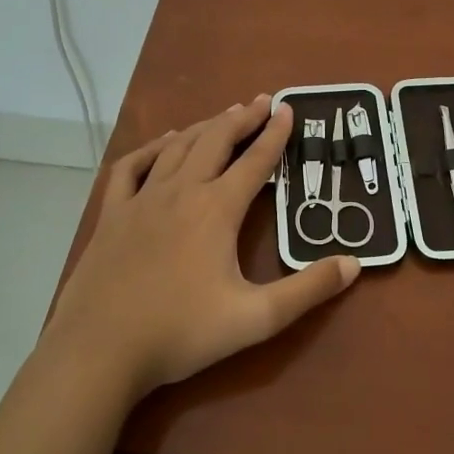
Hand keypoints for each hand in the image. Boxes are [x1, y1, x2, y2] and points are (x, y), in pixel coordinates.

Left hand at [45, 96, 360, 396]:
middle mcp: (181, 192)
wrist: (100, 350)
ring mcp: (141, 200)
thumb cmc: (182, 333)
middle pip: (215, 141)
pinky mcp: (112, 215)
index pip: (254, 162)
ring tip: (223, 116)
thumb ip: (308, 290)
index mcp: (216, 210)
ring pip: (177, 148)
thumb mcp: (256, 318)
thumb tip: (354, 263)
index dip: (274, 135)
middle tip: (261, 102)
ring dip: (204, 127)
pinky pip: (131, 167)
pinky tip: (163, 143)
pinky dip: (151, 148)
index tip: (287, 109)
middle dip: (242, 119)